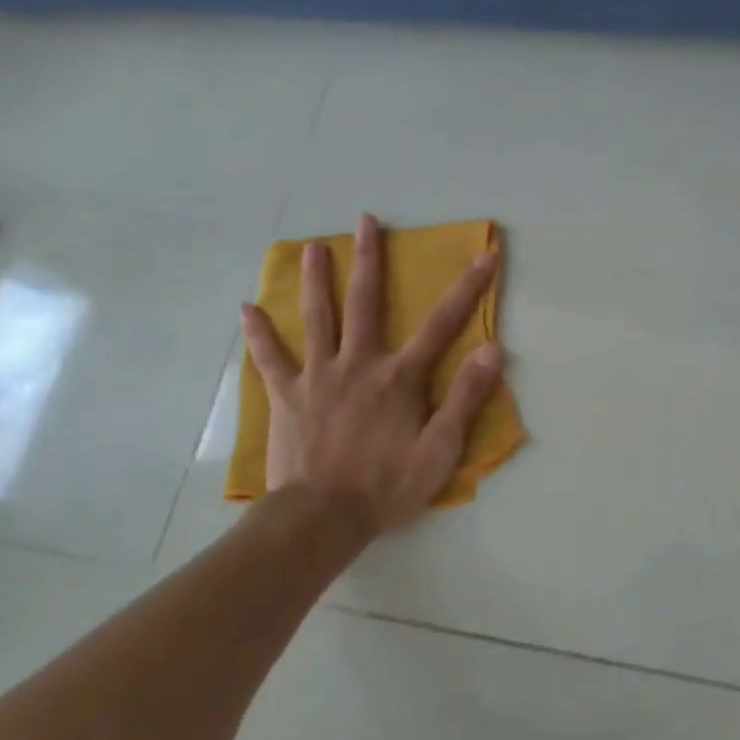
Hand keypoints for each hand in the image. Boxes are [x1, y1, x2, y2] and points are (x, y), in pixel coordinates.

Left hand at [238, 213, 503, 538]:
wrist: (320, 519)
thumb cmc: (386, 486)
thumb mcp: (440, 450)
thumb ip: (465, 398)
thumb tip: (492, 349)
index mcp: (399, 377)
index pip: (442, 323)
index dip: (468, 287)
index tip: (485, 254)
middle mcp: (358, 364)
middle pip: (364, 302)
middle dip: (368, 258)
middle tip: (365, 220)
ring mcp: (318, 377)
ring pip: (316, 318)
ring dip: (315, 280)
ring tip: (311, 248)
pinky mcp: (287, 396)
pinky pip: (271, 359)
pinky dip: (260, 334)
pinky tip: (247, 309)